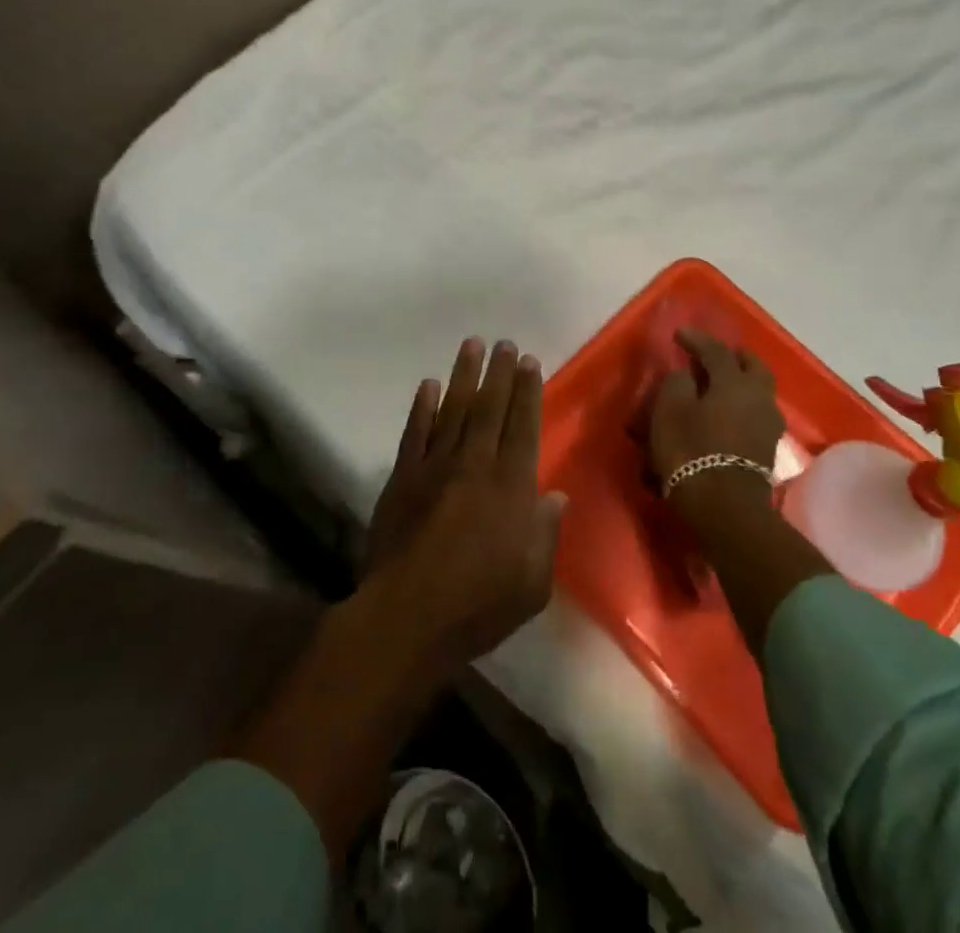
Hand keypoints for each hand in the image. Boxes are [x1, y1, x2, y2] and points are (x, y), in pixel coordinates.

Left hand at [363, 338, 565, 679]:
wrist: (407, 617)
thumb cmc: (479, 605)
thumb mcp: (533, 583)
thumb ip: (545, 534)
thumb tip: (555, 496)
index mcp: (511, 487)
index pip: (523, 427)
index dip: (527, 392)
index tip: (529, 362)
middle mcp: (475, 465)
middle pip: (490, 408)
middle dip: (500, 372)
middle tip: (505, 343)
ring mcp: (435, 468)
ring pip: (454, 410)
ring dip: (464, 376)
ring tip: (472, 345)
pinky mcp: (403, 478)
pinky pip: (415, 433)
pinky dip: (422, 407)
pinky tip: (428, 386)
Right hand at [648, 328, 784, 483]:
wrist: (725, 509)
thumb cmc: (692, 452)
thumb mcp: (670, 411)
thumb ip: (677, 384)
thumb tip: (687, 376)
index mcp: (735, 382)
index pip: (716, 350)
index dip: (697, 339)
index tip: (679, 334)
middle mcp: (758, 397)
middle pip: (753, 367)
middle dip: (735, 356)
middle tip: (714, 354)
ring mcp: (768, 424)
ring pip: (758, 391)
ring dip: (741, 383)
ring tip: (719, 385)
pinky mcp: (767, 449)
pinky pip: (755, 414)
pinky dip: (741, 406)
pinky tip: (726, 413)